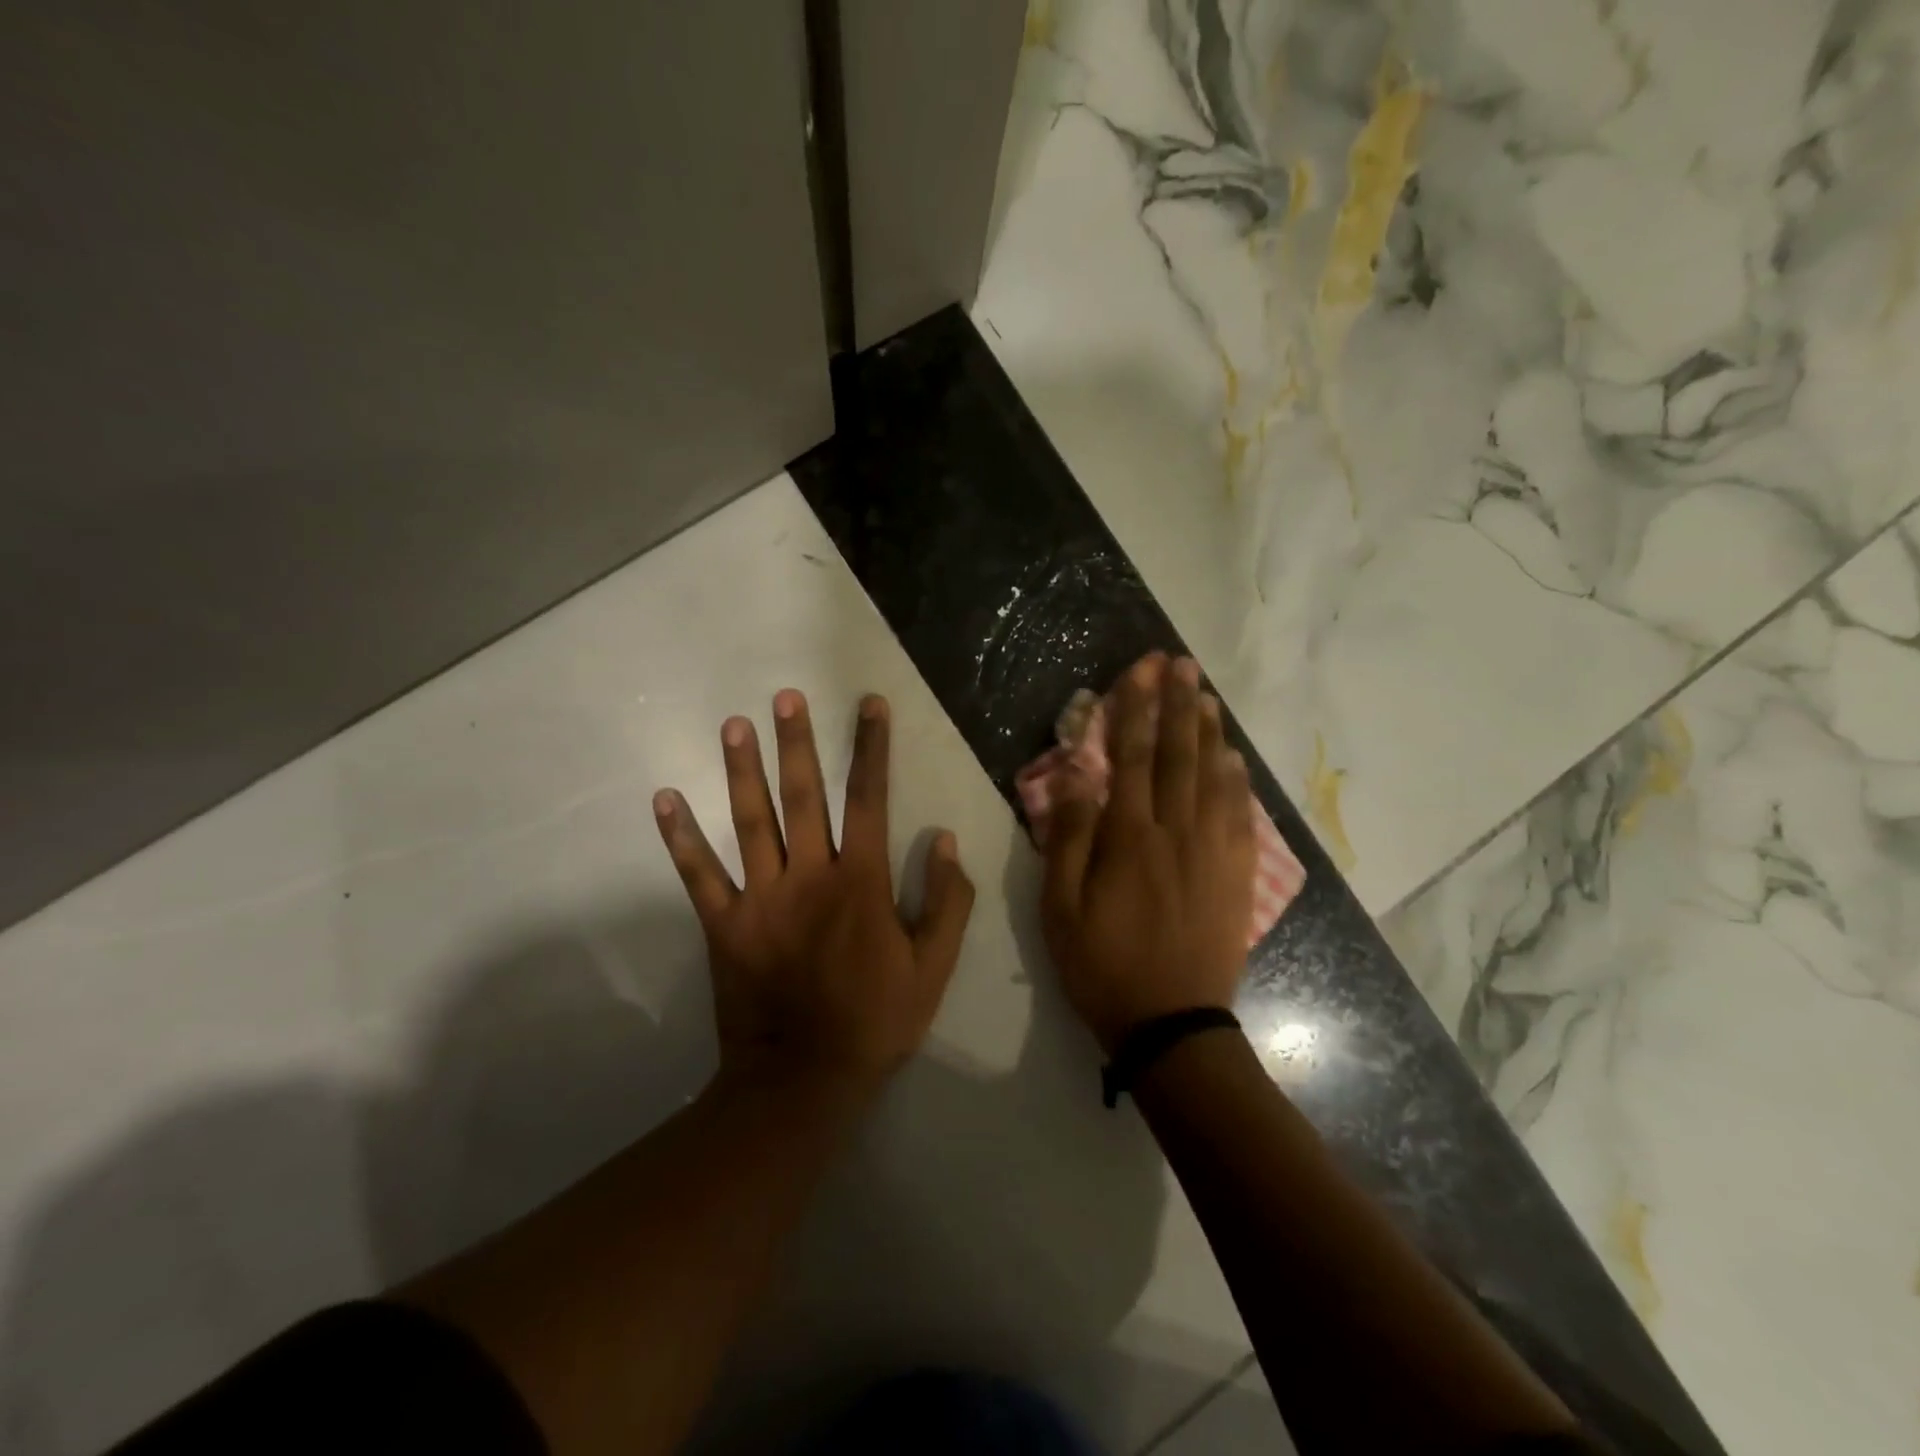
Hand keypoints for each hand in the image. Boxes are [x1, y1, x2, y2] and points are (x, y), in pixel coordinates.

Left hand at [654, 690, 975, 1100]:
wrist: (805, 1080)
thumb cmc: (876, 1020)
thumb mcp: (934, 967)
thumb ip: (946, 902)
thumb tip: (944, 840)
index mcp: (859, 882)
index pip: (869, 799)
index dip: (870, 748)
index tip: (869, 705)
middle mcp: (809, 876)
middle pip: (802, 796)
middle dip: (796, 743)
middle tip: (784, 697)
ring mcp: (761, 898)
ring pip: (750, 821)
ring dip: (741, 770)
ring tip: (733, 725)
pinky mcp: (724, 924)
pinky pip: (699, 875)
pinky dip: (680, 838)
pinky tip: (665, 799)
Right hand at [1041, 654, 1254, 1053]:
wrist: (1172, 1025)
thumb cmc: (1102, 966)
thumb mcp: (1060, 908)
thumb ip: (1069, 838)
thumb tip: (1078, 776)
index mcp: (1130, 839)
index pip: (1133, 757)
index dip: (1136, 709)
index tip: (1142, 670)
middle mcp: (1177, 833)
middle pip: (1179, 756)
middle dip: (1179, 705)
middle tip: (1182, 663)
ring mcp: (1214, 853)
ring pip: (1214, 778)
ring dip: (1209, 732)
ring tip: (1207, 695)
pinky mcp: (1237, 876)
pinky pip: (1241, 816)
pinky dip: (1237, 781)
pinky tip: (1234, 759)